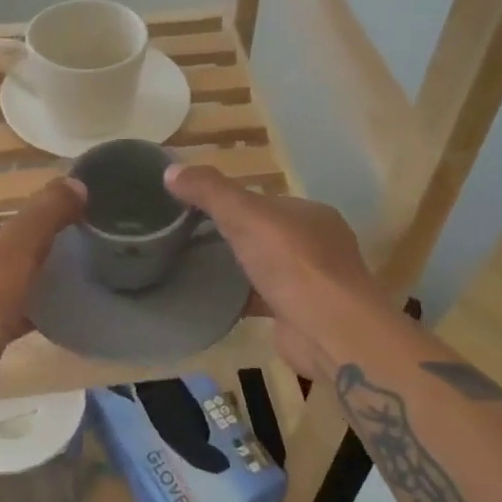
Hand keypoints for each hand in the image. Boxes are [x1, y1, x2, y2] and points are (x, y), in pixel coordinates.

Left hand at [0, 176, 84, 413]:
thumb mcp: (17, 247)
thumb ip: (46, 213)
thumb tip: (76, 184)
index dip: (10, 230)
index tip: (41, 240)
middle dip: (10, 263)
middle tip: (47, 265)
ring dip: (8, 293)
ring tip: (44, 292)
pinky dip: (5, 321)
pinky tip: (36, 323)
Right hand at [165, 164, 383, 379]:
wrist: (329, 331)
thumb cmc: (293, 264)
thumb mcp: (246, 215)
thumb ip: (210, 191)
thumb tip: (171, 170)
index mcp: (310, 214)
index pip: (263, 201)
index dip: (228, 202)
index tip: (191, 209)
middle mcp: (316, 245)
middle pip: (263, 234)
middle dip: (230, 236)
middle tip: (185, 240)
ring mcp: (310, 282)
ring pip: (263, 268)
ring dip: (235, 269)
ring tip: (192, 268)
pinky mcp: (298, 314)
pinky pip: (261, 299)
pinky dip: (239, 299)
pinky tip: (210, 301)